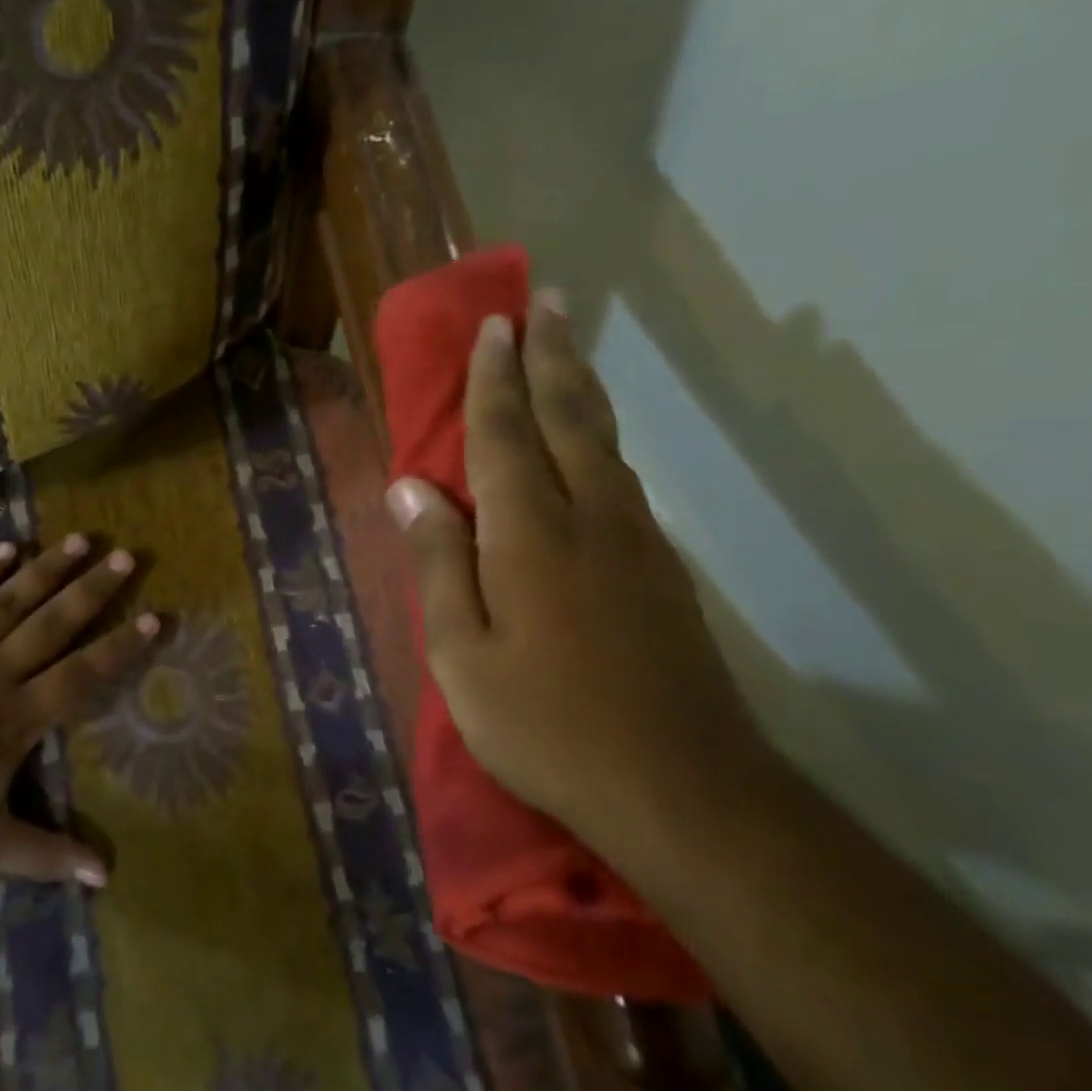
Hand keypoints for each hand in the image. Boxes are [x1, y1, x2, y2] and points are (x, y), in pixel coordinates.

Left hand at [0, 533, 157, 884]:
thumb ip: (47, 854)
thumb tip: (105, 876)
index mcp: (19, 718)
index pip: (82, 675)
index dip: (120, 646)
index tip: (153, 616)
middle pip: (54, 623)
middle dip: (93, 589)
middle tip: (125, 557)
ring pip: (12, 599)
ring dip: (48, 568)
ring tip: (81, 539)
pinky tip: (8, 546)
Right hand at [385, 289, 758, 835]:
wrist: (681, 788)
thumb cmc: (546, 725)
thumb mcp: (462, 655)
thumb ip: (438, 564)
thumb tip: (410, 489)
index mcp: (530, 534)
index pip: (505, 434)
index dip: (495, 378)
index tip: (495, 325)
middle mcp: (589, 517)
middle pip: (568, 417)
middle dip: (551, 356)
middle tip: (545, 302)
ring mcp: (636, 541)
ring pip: (603, 442)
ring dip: (581, 387)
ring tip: (567, 348)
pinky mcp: (662, 570)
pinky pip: (622, 479)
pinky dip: (600, 439)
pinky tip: (593, 442)